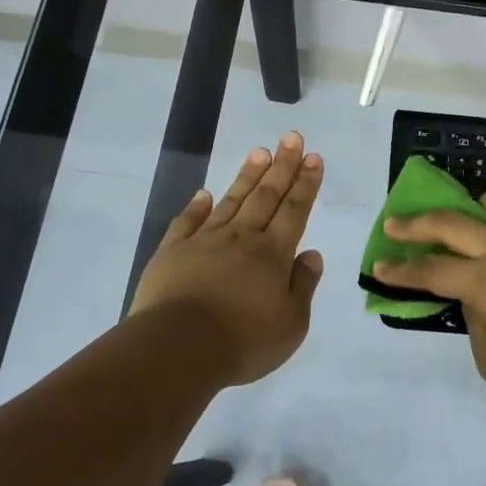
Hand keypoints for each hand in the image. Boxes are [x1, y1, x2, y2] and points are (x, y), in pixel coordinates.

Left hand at [129, 132, 325, 385]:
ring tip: (259, 151)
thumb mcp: (291, 324)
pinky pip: (187, 222)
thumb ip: (303, 285)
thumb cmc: (243, 341)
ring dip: (247, 175)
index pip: (295, 210)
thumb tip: (311, 253)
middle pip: (266, 196)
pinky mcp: (172, 253)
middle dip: (282, 166)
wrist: (178, 348)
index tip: (313, 157)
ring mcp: (204, 242)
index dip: (306, 183)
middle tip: (291, 137)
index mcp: (272, 254)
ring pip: (231, 200)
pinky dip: (197, 206)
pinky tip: (204, 193)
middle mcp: (241, 238)